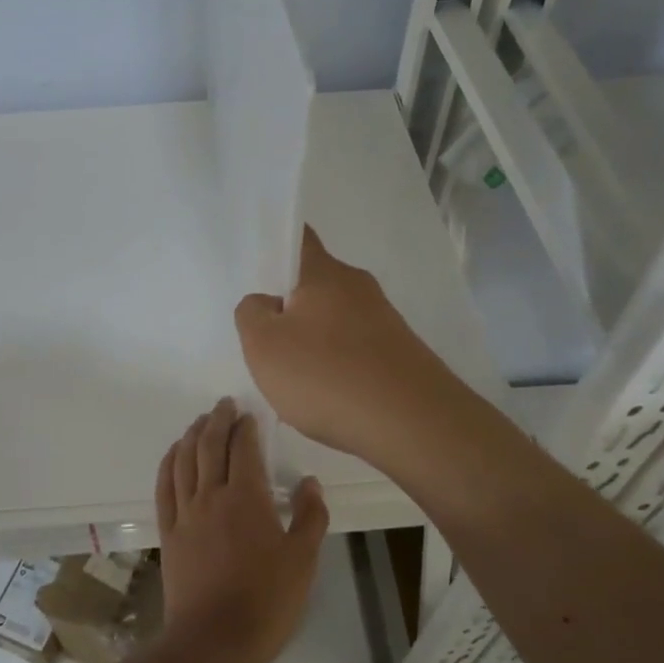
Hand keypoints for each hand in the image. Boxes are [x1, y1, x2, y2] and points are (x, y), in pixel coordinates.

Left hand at [155, 398, 327, 662]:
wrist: (214, 642)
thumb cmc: (266, 602)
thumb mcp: (303, 561)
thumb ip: (310, 517)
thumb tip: (308, 482)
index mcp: (246, 498)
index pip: (243, 448)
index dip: (245, 427)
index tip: (249, 414)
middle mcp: (211, 495)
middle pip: (208, 445)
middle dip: (217, 420)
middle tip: (223, 404)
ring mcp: (185, 513)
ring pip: (183, 460)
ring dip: (191, 435)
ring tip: (200, 421)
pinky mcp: (168, 532)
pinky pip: (164, 487)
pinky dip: (168, 463)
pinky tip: (173, 454)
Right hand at [234, 226, 465, 469]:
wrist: (412, 424)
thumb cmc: (327, 375)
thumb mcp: (263, 345)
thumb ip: (251, 314)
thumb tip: (267, 304)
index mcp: (324, 273)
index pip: (299, 238)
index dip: (277, 247)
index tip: (258, 271)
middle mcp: (358, 287)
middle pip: (313, 286)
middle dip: (289, 309)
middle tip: (264, 341)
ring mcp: (384, 321)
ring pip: (333, 322)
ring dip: (312, 344)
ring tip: (295, 382)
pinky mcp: (399, 354)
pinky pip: (354, 352)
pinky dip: (336, 369)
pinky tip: (328, 400)